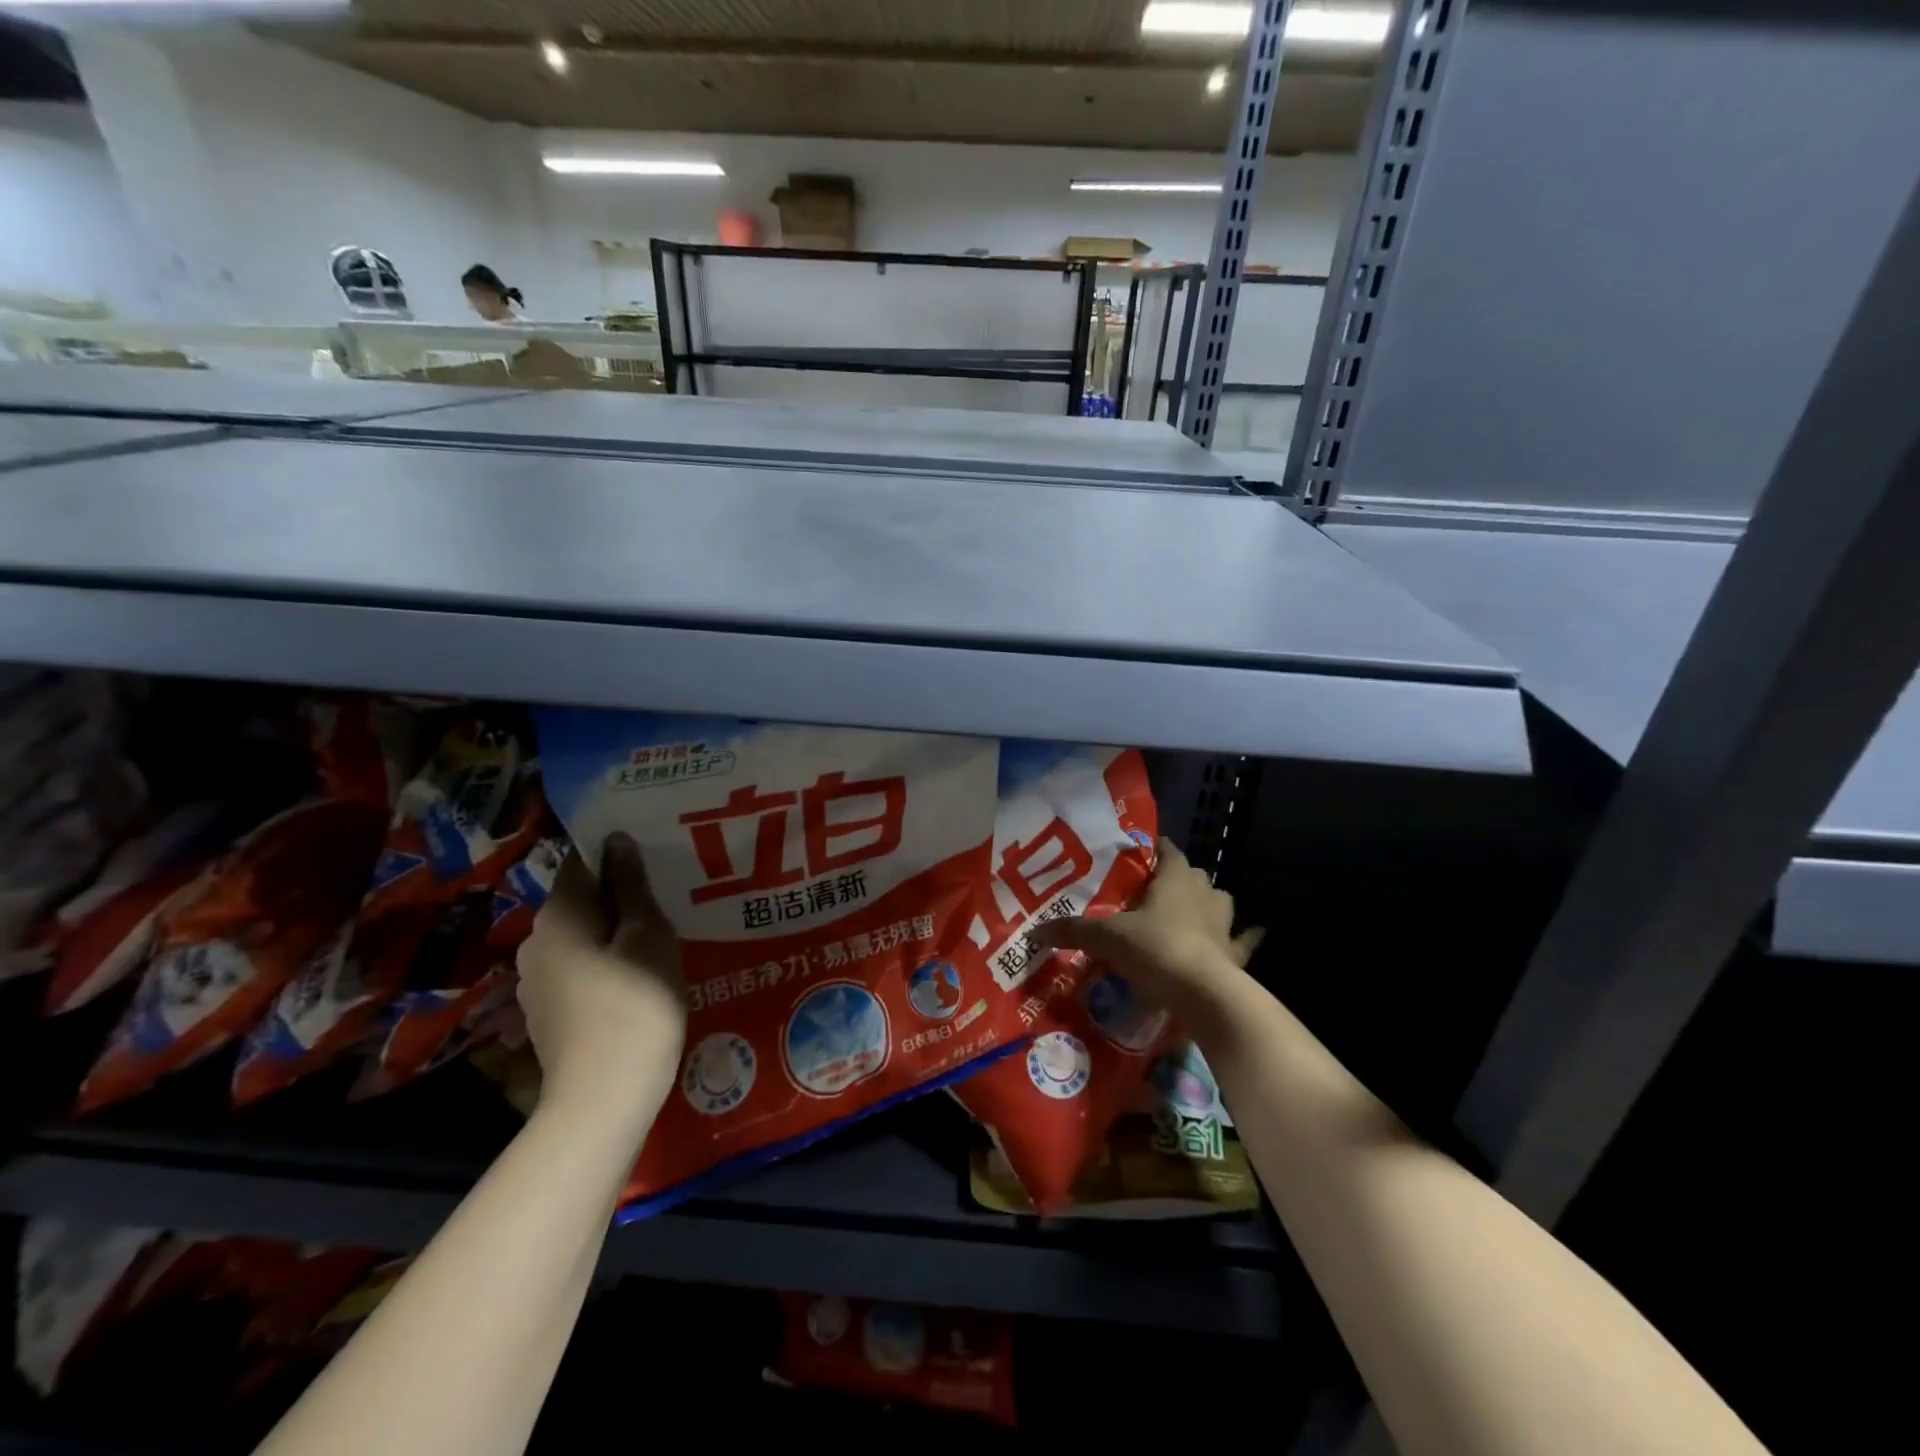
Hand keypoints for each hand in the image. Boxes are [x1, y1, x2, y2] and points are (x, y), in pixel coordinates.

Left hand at [516, 834, 686, 1132]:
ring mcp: (535, 982)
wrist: (603, 1098)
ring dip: (614, 934)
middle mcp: (536, 941)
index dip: (619, 856)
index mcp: (559, 914)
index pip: (583, 862)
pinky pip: (579, 970)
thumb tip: (616, 840)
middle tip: (667, 900)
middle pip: (582, 902)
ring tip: (657, 939)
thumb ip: (631, 885)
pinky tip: (636, 979)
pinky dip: (605, 965)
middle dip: (620, 897)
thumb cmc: (636, 1003)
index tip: (656, 860)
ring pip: (582, 939)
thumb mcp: (647, 935)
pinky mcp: (547, 1013)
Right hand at [1030, 838, 1262, 1019]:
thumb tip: (1034, 931)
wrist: (1204, 994)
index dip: (1154, 849)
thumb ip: (1073, 930)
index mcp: (1175, 878)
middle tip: (1152, 892)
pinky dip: (1242, 939)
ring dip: (1207, 905)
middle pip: (1193, 876)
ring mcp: (1225, 924)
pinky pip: (1243, 941)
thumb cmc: (1155, 949)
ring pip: (1219, 902)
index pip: (1167, 851)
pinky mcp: (1236, 954)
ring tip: (1188, 914)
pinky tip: (1245, 939)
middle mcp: (1204, 893)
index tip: (1138, 854)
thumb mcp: (1107, 938)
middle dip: (1177, 879)